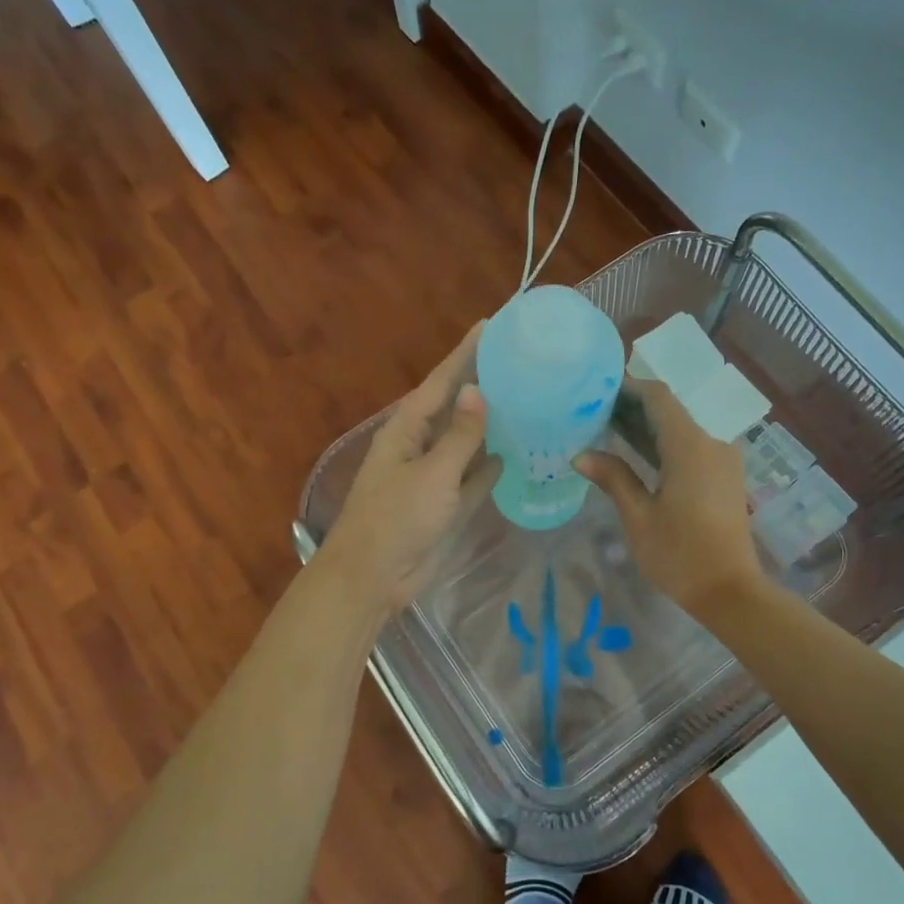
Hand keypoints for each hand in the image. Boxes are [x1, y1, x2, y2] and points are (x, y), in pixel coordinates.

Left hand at [316, 326, 496, 612]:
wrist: (373, 578)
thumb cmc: (395, 519)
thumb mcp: (431, 474)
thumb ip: (460, 435)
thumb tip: (478, 390)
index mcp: (407, 429)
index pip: (441, 381)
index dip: (465, 353)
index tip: (491, 325)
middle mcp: (421, 445)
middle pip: (457, 407)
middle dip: (483, 383)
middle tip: (522, 360)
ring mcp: (435, 475)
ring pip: (469, 441)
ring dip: (493, 424)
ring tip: (529, 399)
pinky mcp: (448, 503)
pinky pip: (475, 475)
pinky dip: (493, 464)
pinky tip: (519, 450)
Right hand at [576, 380, 764, 616]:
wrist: (730, 591)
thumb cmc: (680, 554)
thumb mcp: (638, 517)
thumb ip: (613, 478)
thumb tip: (581, 456)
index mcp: (690, 446)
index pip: (659, 397)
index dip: (629, 388)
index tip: (598, 391)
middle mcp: (712, 442)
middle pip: (671, 410)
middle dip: (634, 407)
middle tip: (595, 412)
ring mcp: (723, 459)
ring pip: (682, 428)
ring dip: (649, 426)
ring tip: (609, 430)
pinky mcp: (725, 475)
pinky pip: (693, 446)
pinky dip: (665, 443)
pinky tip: (638, 455)